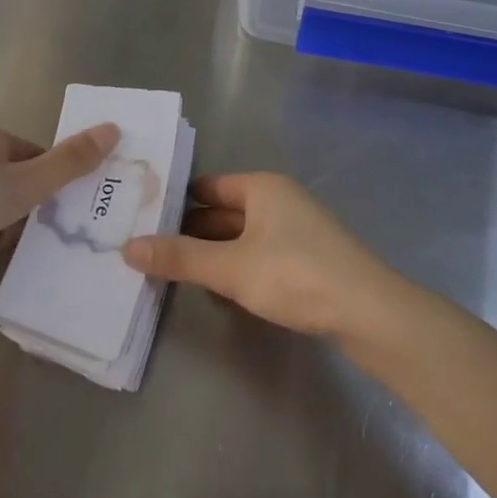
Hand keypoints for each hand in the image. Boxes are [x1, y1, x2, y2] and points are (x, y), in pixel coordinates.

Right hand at [122, 172, 398, 338]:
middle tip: (146, 246)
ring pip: (241, 234)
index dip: (175, 200)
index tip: (141, 217)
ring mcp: (295, 228)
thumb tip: (128, 246)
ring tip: (171, 268)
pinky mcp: (306, 257)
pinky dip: (235, 264)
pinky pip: (258, 252)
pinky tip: (216, 285)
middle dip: (189, 229)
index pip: (207, 186)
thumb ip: (180, 257)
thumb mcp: (232, 267)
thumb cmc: (296, 275)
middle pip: (223, 209)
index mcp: (262, 187)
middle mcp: (278, 199)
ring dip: (211, 250)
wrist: (368, 312)